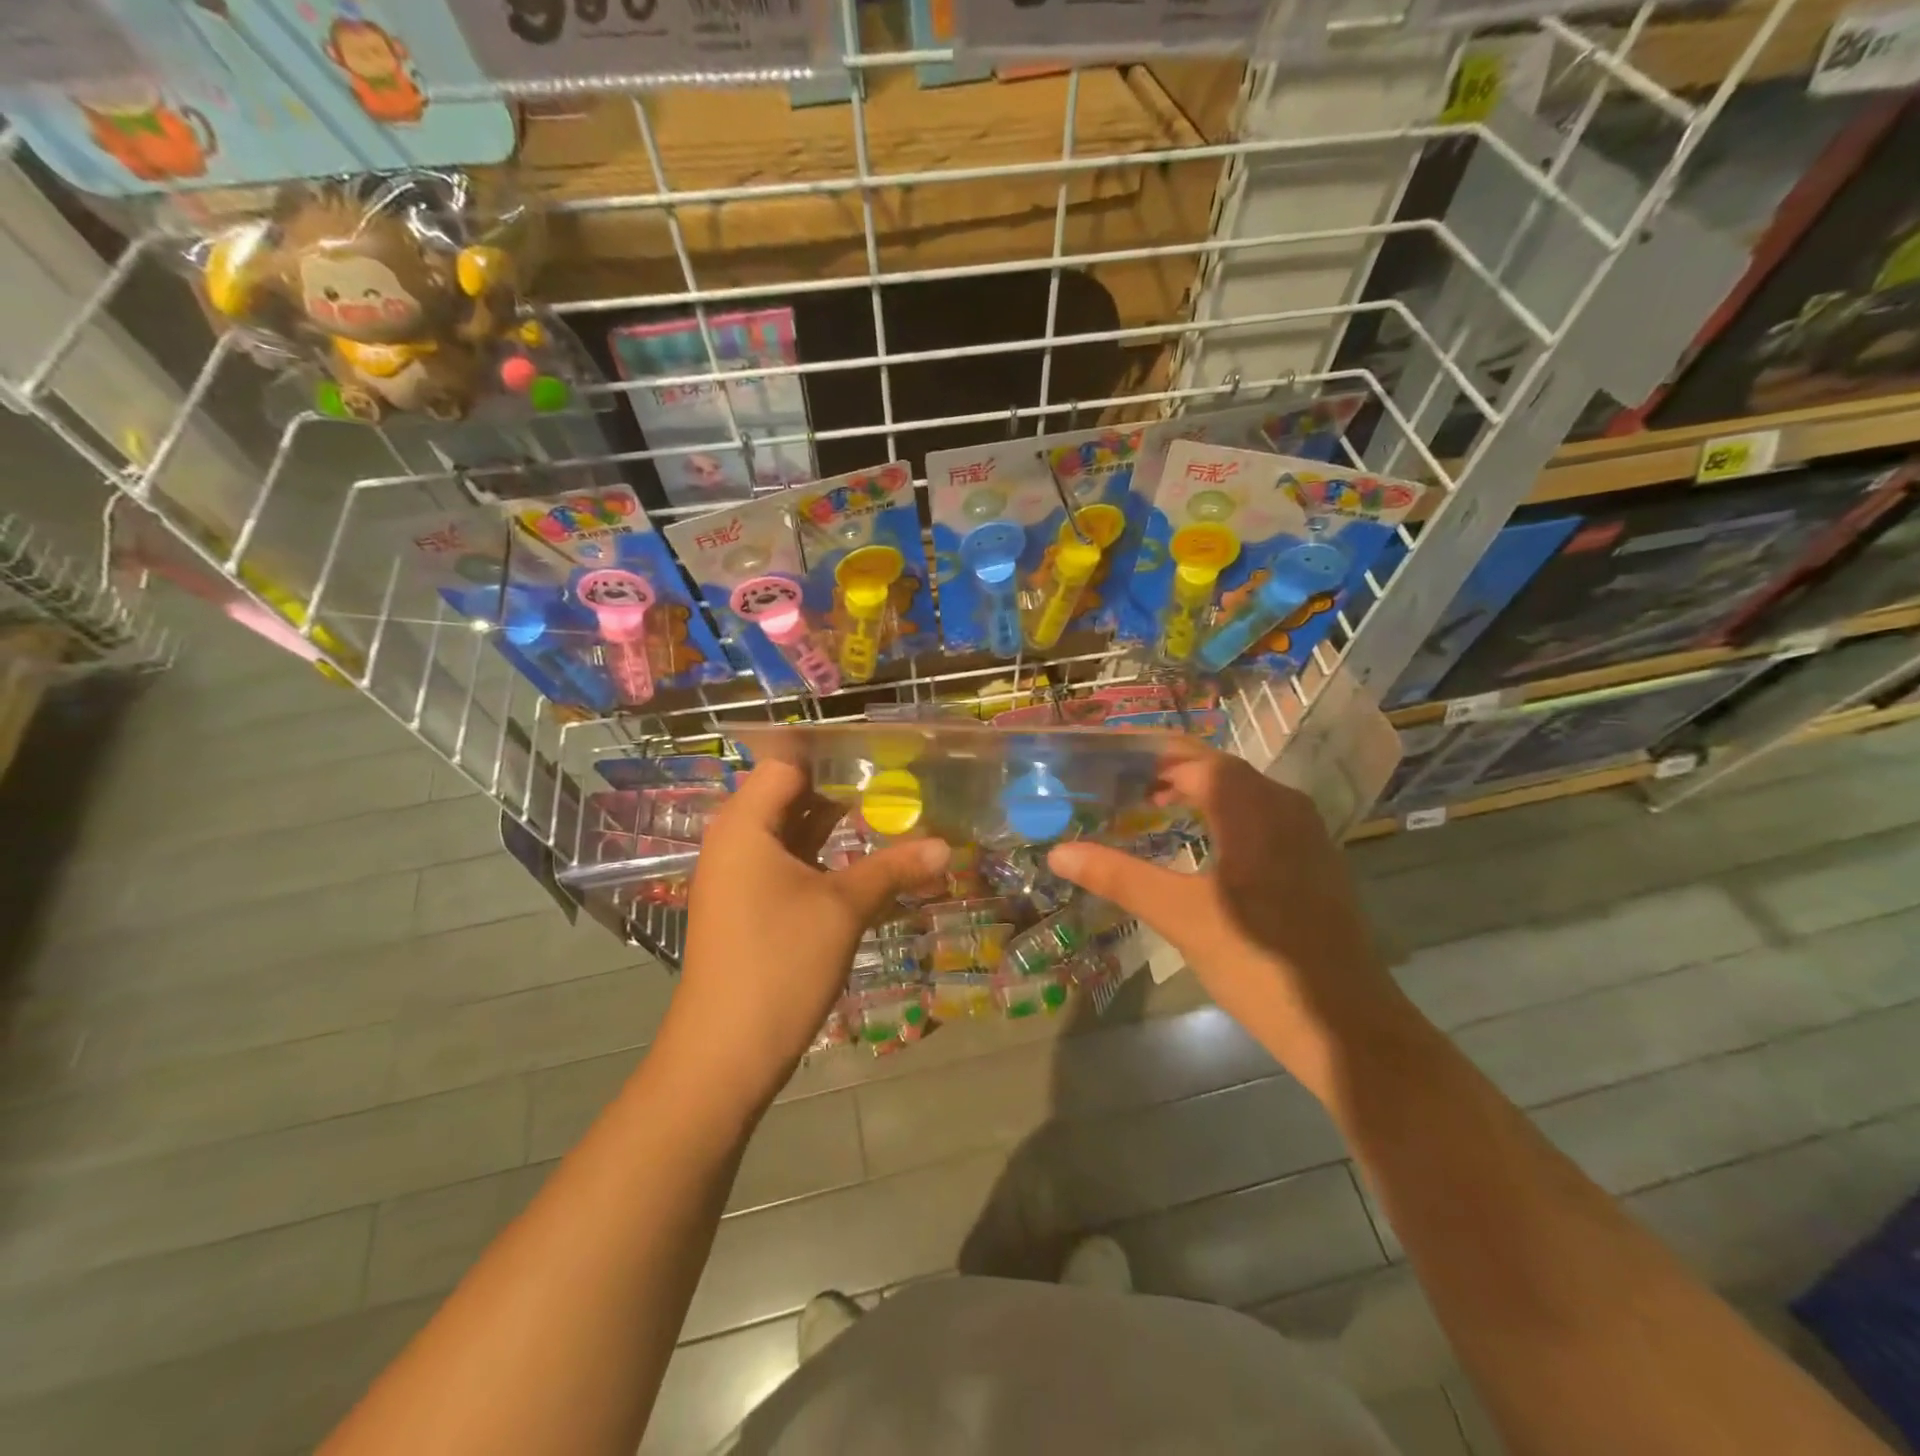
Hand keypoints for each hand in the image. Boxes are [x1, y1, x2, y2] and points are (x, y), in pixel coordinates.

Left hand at [665, 762, 949, 1112]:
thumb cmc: (779, 963)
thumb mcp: (843, 908)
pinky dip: (824, 856)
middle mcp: (736, 840)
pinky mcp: (749, 905)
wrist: (725, 1053)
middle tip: (899, 779)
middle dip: (843, 786)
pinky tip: (865, 859)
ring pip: (792, 831)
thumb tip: (946, 846)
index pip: (787, 762)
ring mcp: (740, 875)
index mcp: (745, 824)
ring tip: (892, 811)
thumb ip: (893, 868)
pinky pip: (789, 862)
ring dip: (836, 824)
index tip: (883, 749)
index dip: (832, 752)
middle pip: (790, 794)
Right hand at [1047, 746, 1405, 1099]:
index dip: (1148, 755)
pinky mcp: (1312, 861)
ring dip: (1195, 790)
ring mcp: (1305, 834)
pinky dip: (1220, 813)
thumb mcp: (1180, 916)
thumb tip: (1059, 852)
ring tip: (1148, 804)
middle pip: (1218, 769)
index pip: (1193, 759)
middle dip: (1167, 769)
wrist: (1346, 1025)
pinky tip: (1196, 841)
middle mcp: (1284, 806)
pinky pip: (1259, 816)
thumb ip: (1119, 877)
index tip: (1104, 760)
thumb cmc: (1258, 962)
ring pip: (1241, 792)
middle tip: (1116, 780)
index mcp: (1254, 808)